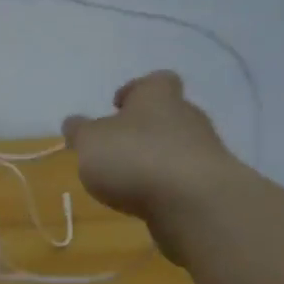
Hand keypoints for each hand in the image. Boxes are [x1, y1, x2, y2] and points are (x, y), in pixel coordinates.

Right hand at [61, 72, 243, 258]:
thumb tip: (74, 122)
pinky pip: (181, 177)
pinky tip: (145, 200)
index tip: (116, 106)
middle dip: (141, 129)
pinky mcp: (209, 184)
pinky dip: (164, 185)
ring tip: (125, 180)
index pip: (153, 81)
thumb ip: (80, 131)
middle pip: (165, 114)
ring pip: (174, 147)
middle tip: (114, 147)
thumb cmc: (135, 158)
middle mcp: (186, 116)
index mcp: (158, 96)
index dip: (134, 91)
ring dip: (152, 159)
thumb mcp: (90, 141)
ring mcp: (203, 151)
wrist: (194, 203)